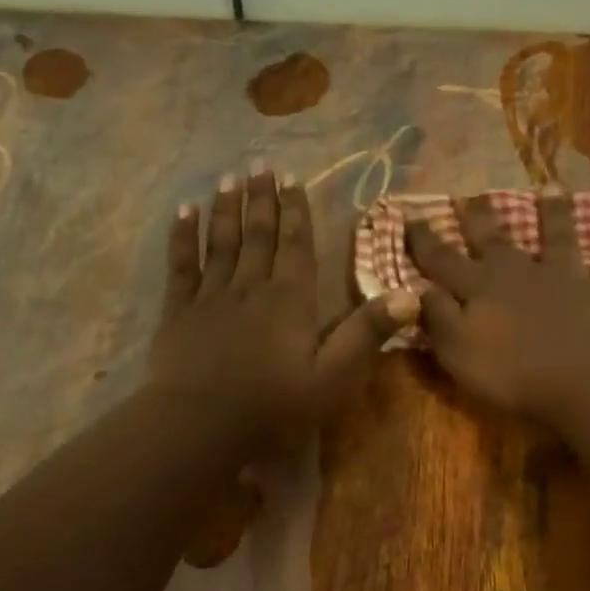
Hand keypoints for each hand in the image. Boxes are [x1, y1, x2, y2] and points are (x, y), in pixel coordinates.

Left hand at [150, 164, 416, 448]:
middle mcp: (251, 287)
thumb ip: (367, 333)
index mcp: (290, 300)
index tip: (292, 180)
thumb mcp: (333, 376)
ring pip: (220, 242)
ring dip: (226, 208)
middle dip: (261, 199)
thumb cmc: (273, 406)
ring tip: (229, 178)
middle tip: (260, 165)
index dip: (296, 212)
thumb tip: (411, 295)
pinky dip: (182, 237)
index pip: (296, 246)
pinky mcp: (178, 311)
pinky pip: (181, 265)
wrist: (200, 425)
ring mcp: (210, 296)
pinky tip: (184, 213)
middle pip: (258, 235)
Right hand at [406, 191, 589, 423]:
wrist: (586, 382)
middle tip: (472, 194)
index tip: (411, 215)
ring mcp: (567, 279)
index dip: (425, 239)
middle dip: (481, 217)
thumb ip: (438, 318)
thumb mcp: (458, 352)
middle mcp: (521, 273)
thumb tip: (420, 288)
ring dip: (555, 213)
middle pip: (496, 240)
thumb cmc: (513, 374)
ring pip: (559, 238)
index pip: (443, 259)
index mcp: (481, 288)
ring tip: (552, 188)